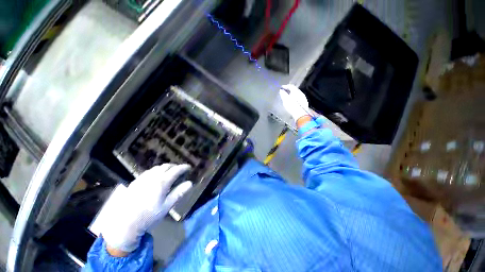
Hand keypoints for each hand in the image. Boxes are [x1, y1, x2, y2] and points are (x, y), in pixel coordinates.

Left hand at [101, 164, 192, 254]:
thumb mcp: (166, 207)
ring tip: (169, 172)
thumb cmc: (148, 216)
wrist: (124, 223)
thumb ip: (178, 193)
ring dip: (165, 167)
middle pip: (166, 166)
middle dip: (175, 166)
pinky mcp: (135, 182)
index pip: (175, 170)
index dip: (183, 167)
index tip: (189, 167)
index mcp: (162, 183)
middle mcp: (152, 177)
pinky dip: (156, 170)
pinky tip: (155, 176)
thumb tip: (190, 183)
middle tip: (180, 170)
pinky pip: (148, 171)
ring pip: (157, 168)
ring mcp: (142, 179)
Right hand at [279, 84, 310, 121]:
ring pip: (297, 94)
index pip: (291, 86)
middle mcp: (301, 93)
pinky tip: (293, 101)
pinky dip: (295, 98)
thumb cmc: (292, 106)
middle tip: (284, 91)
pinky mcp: (304, 103)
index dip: (285, 86)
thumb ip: (283, 94)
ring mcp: (303, 98)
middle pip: (294, 90)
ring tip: (288, 97)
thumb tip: (281, 90)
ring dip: (292, 94)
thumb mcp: (285, 100)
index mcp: (296, 91)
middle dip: (289, 90)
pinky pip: (298, 98)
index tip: (281, 87)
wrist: (300, 114)